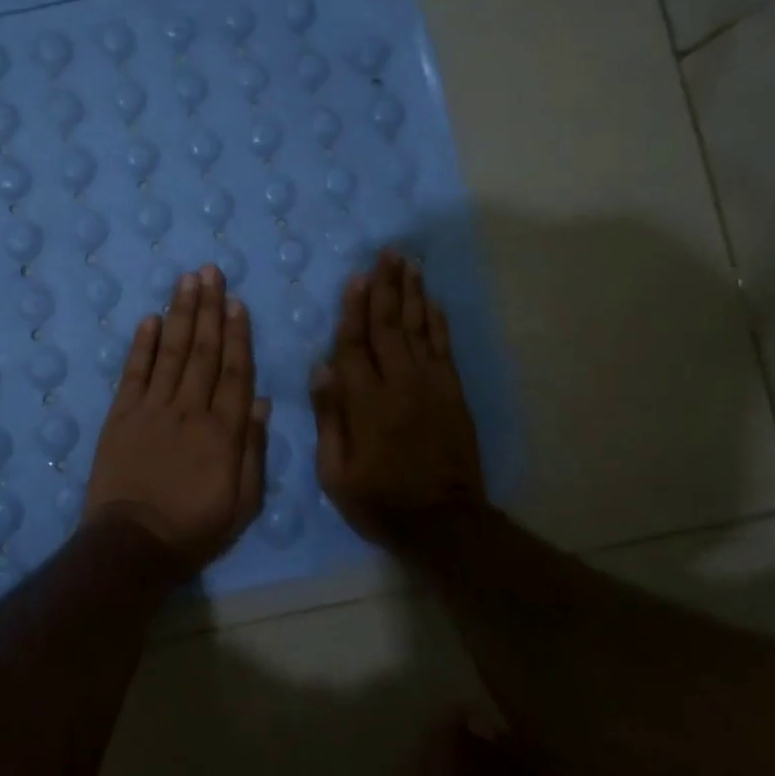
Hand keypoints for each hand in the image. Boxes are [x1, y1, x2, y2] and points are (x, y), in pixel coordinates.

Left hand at [83, 264, 269, 572]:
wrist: (133, 544)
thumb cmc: (195, 529)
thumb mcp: (243, 503)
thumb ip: (253, 450)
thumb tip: (259, 401)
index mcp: (223, 431)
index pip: (234, 371)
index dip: (237, 334)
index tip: (238, 303)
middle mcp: (190, 409)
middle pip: (203, 351)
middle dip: (209, 309)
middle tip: (211, 272)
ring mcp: (152, 408)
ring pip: (172, 351)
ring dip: (181, 313)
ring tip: (187, 280)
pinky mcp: (121, 415)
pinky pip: (134, 372)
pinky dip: (142, 344)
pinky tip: (150, 318)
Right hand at [311, 249, 485, 546]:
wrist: (442, 522)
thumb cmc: (378, 499)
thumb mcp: (335, 471)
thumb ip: (329, 417)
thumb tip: (321, 368)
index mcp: (365, 402)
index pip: (354, 345)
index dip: (353, 309)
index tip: (355, 277)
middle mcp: (399, 384)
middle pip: (389, 326)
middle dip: (386, 287)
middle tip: (386, 253)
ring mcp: (430, 386)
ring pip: (419, 329)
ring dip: (413, 293)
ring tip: (408, 263)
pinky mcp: (453, 393)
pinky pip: (443, 347)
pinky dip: (437, 321)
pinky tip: (432, 301)